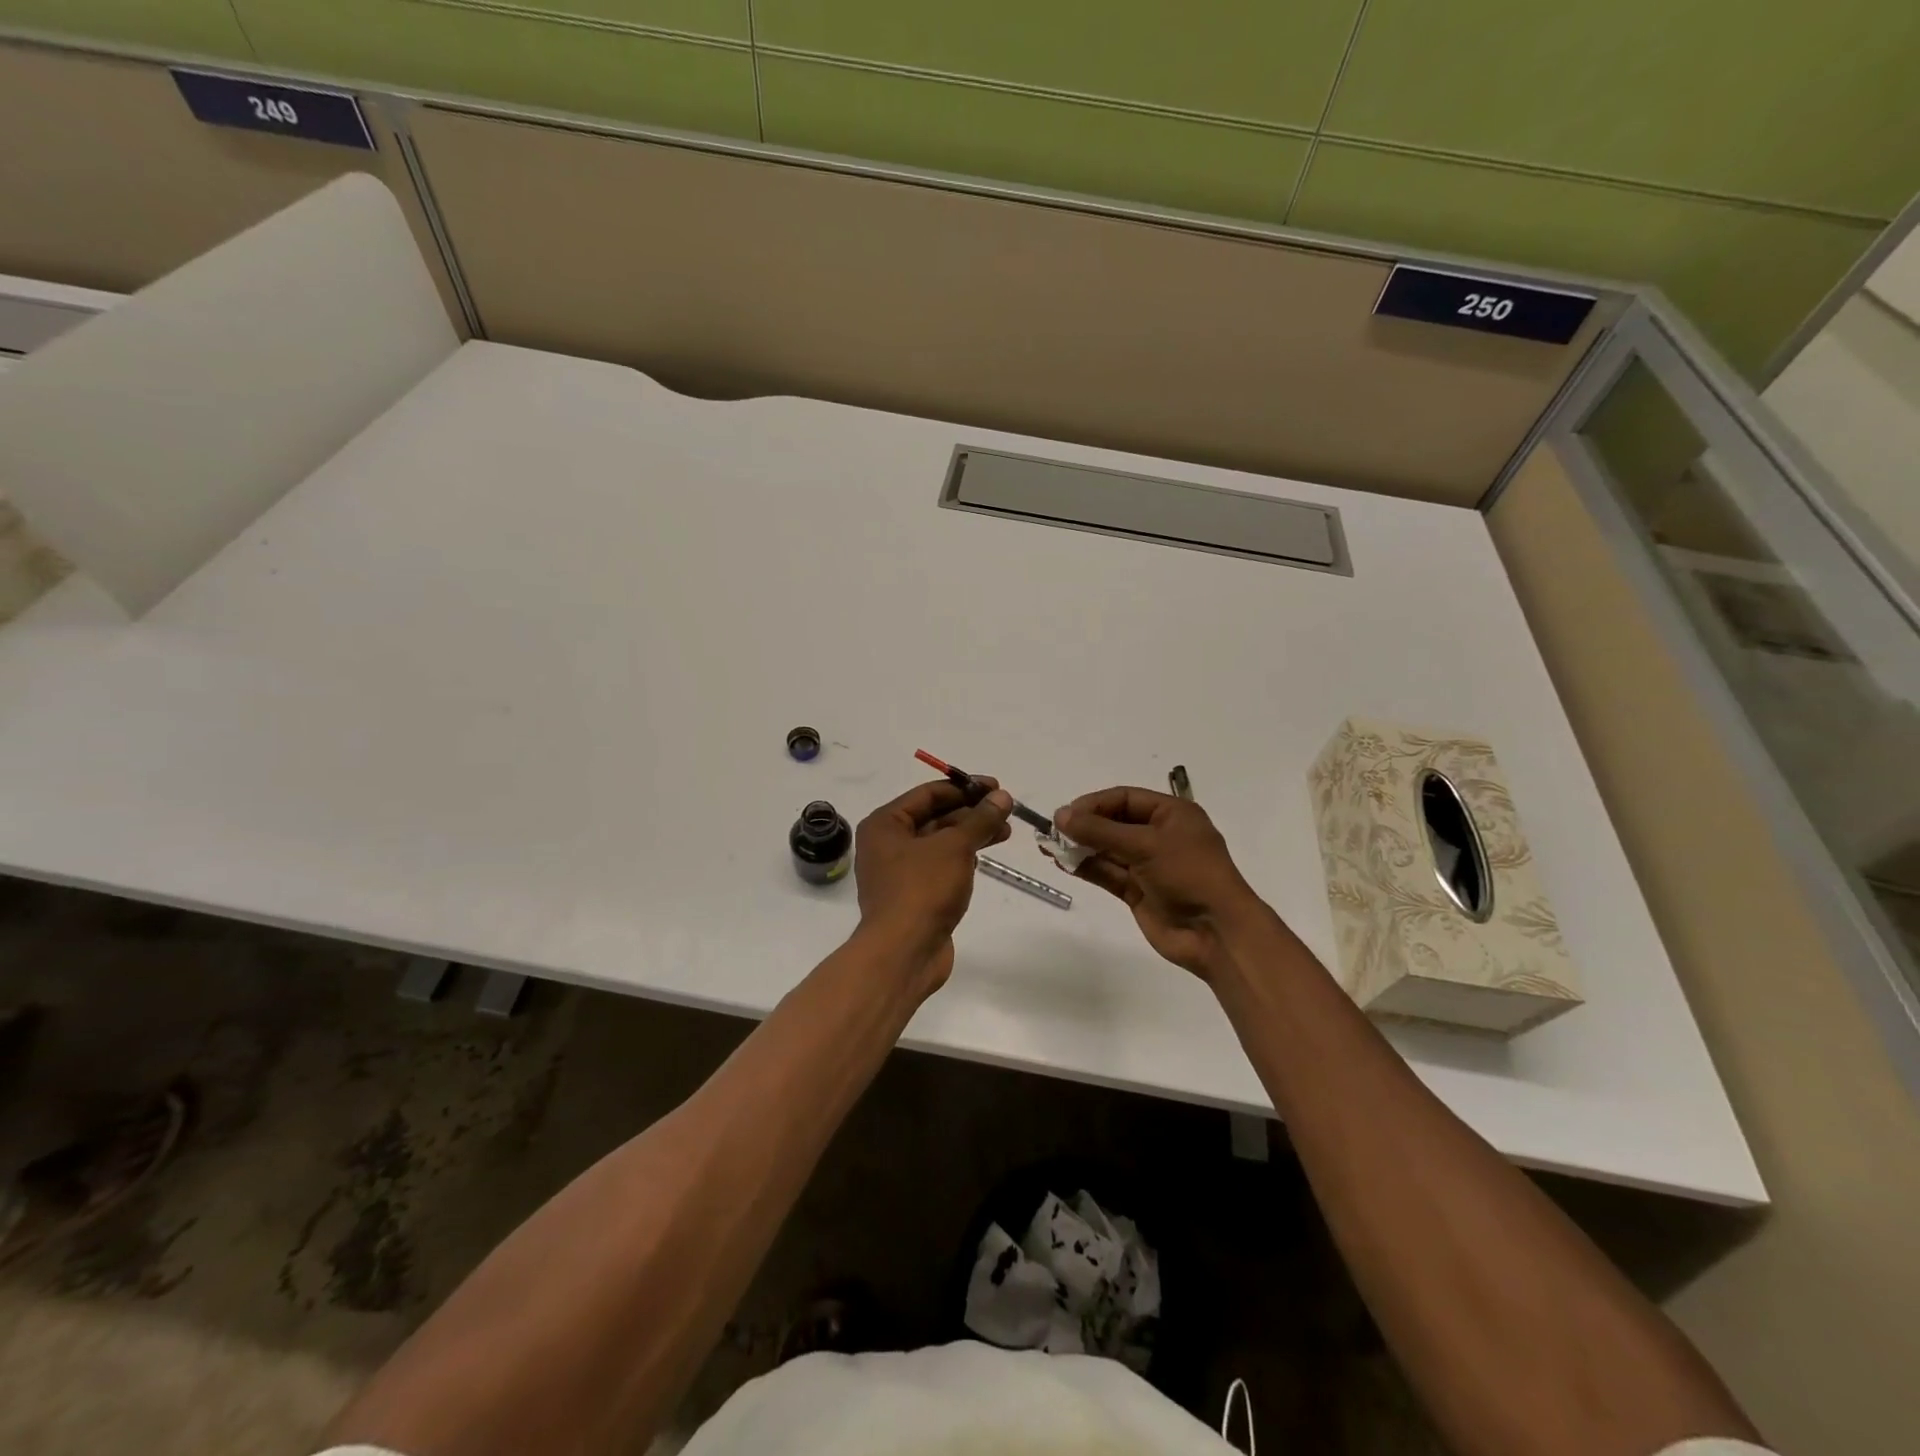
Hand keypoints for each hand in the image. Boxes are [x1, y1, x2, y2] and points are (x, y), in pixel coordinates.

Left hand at [854, 778, 1012, 989]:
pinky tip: (985, 856)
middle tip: (1005, 810)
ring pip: (940, 843)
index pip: (928, 794)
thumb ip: (980, 819)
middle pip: (934, 817)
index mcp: (885, 824)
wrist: (904, 953)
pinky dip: (962, 858)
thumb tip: (1002, 796)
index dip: (964, 788)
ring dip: (971, 835)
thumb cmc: (923, 889)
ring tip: (1006, 832)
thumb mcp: (955, 847)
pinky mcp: (914, 895)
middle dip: (971, 813)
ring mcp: (900, 872)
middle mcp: (887, 844)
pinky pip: (941, 866)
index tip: (996, 787)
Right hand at [1052, 787, 1264, 978]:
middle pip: (1114, 823)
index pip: (1125, 798)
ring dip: (1080, 847)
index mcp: (1172, 814)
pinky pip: (1108, 873)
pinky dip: (1087, 868)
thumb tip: (1061, 815)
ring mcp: (1148, 865)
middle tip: (1052, 831)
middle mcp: (1159, 835)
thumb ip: (1100, 831)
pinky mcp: (1138, 891)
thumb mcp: (1146, 845)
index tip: (1065, 814)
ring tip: (1049, 847)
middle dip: (1084, 826)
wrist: (1217, 933)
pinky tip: (1063, 864)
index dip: (1094, 804)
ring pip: (1108, 850)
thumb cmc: (1189, 875)